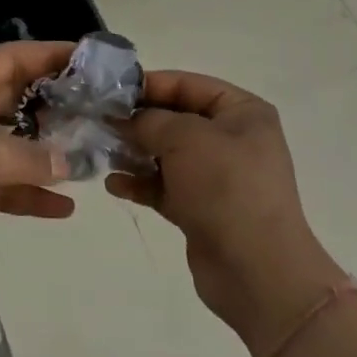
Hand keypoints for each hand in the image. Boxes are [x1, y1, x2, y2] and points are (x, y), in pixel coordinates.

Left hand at [0, 41, 75, 290]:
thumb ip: (23, 155)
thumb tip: (67, 162)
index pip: (6, 60)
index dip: (46, 56)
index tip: (87, 57)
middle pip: (11, 100)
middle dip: (51, 104)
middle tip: (96, 108)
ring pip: (9, 145)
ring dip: (43, 153)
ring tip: (88, 157)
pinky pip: (1, 185)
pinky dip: (27, 193)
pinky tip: (62, 206)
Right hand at [106, 70, 348, 356]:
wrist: (257, 272)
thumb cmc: (225, 187)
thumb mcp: (184, 138)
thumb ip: (149, 120)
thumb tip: (123, 118)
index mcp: (242, 112)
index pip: (189, 85)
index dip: (150, 84)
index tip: (111, 91)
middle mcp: (233, 140)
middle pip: (175, 119)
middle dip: (137, 121)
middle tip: (99, 122)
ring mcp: (217, 177)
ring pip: (167, 154)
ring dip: (134, 152)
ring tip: (102, 152)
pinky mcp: (202, 209)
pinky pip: (165, 186)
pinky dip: (141, 183)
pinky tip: (114, 184)